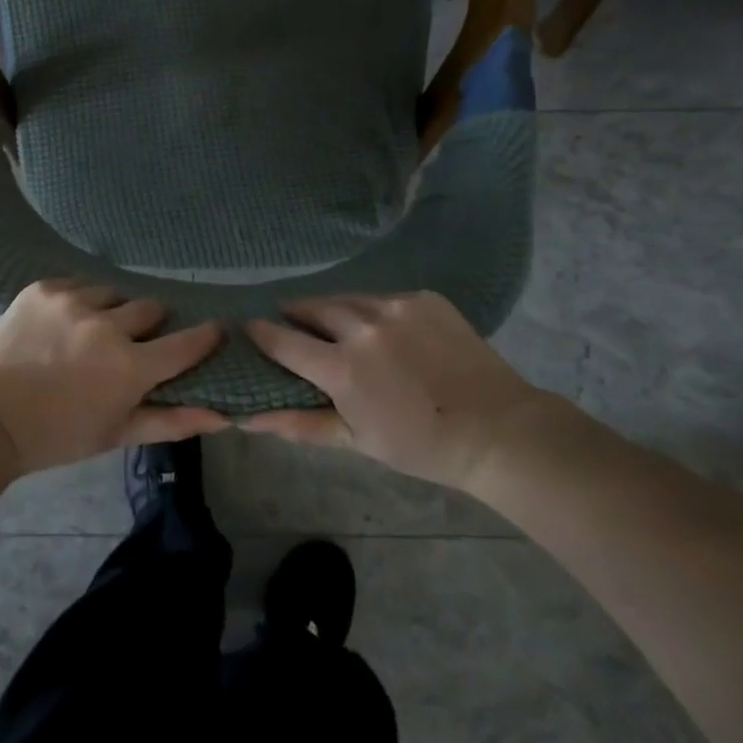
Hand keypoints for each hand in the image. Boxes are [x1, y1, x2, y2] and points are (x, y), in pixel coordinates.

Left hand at [0, 279, 228, 474]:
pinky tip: (63, 322)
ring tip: (90, 332)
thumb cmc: (57, 436)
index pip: (187, 342)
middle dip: (149, 325)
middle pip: (151, 308)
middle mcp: (107, 325)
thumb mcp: (116, 434)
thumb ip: (171, 421)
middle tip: (131, 343)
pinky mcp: (44, 288)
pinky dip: (79, 301)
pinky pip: (78, 283)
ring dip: (111, 310)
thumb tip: (222, 416)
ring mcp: (73, 300)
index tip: (214, 330)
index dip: (205, 336)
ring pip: (113, 292)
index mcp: (130, 366)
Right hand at [243, 291, 558, 493]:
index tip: (251, 330)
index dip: (261, 333)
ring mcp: (395, 306)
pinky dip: (373, 311)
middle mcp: (362, 326)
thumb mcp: (355, 440)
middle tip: (298, 329)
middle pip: (310, 307)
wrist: (498, 429)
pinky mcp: (423, 297)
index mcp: (341, 367)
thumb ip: (298, 423)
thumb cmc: (420, 445)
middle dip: (297, 315)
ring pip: (346, 298)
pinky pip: (382, 298)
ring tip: (340, 328)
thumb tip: (245, 418)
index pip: (281, 339)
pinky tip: (387, 332)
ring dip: (334, 311)